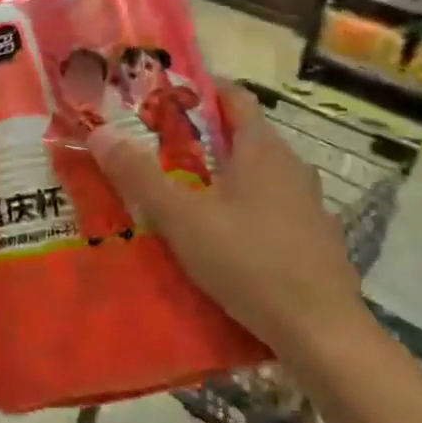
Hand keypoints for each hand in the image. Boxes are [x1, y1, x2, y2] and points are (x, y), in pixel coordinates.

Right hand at [91, 81, 366, 354]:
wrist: (322, 333)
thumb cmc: (249, 261)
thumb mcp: (182, 218)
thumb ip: (139, 176)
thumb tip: (99, 133)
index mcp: (263, 149)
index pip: (234, 97)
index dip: (200, 89)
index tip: (163, 96)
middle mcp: (291, 167)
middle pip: (243, 136)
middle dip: (201, 137)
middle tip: (156, 147)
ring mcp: (308, 205)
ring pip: (257, 176)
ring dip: (221, 176)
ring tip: (181, 193)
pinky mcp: (314, 241)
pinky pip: (270, 209)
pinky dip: (242, 209)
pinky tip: (219, 238)